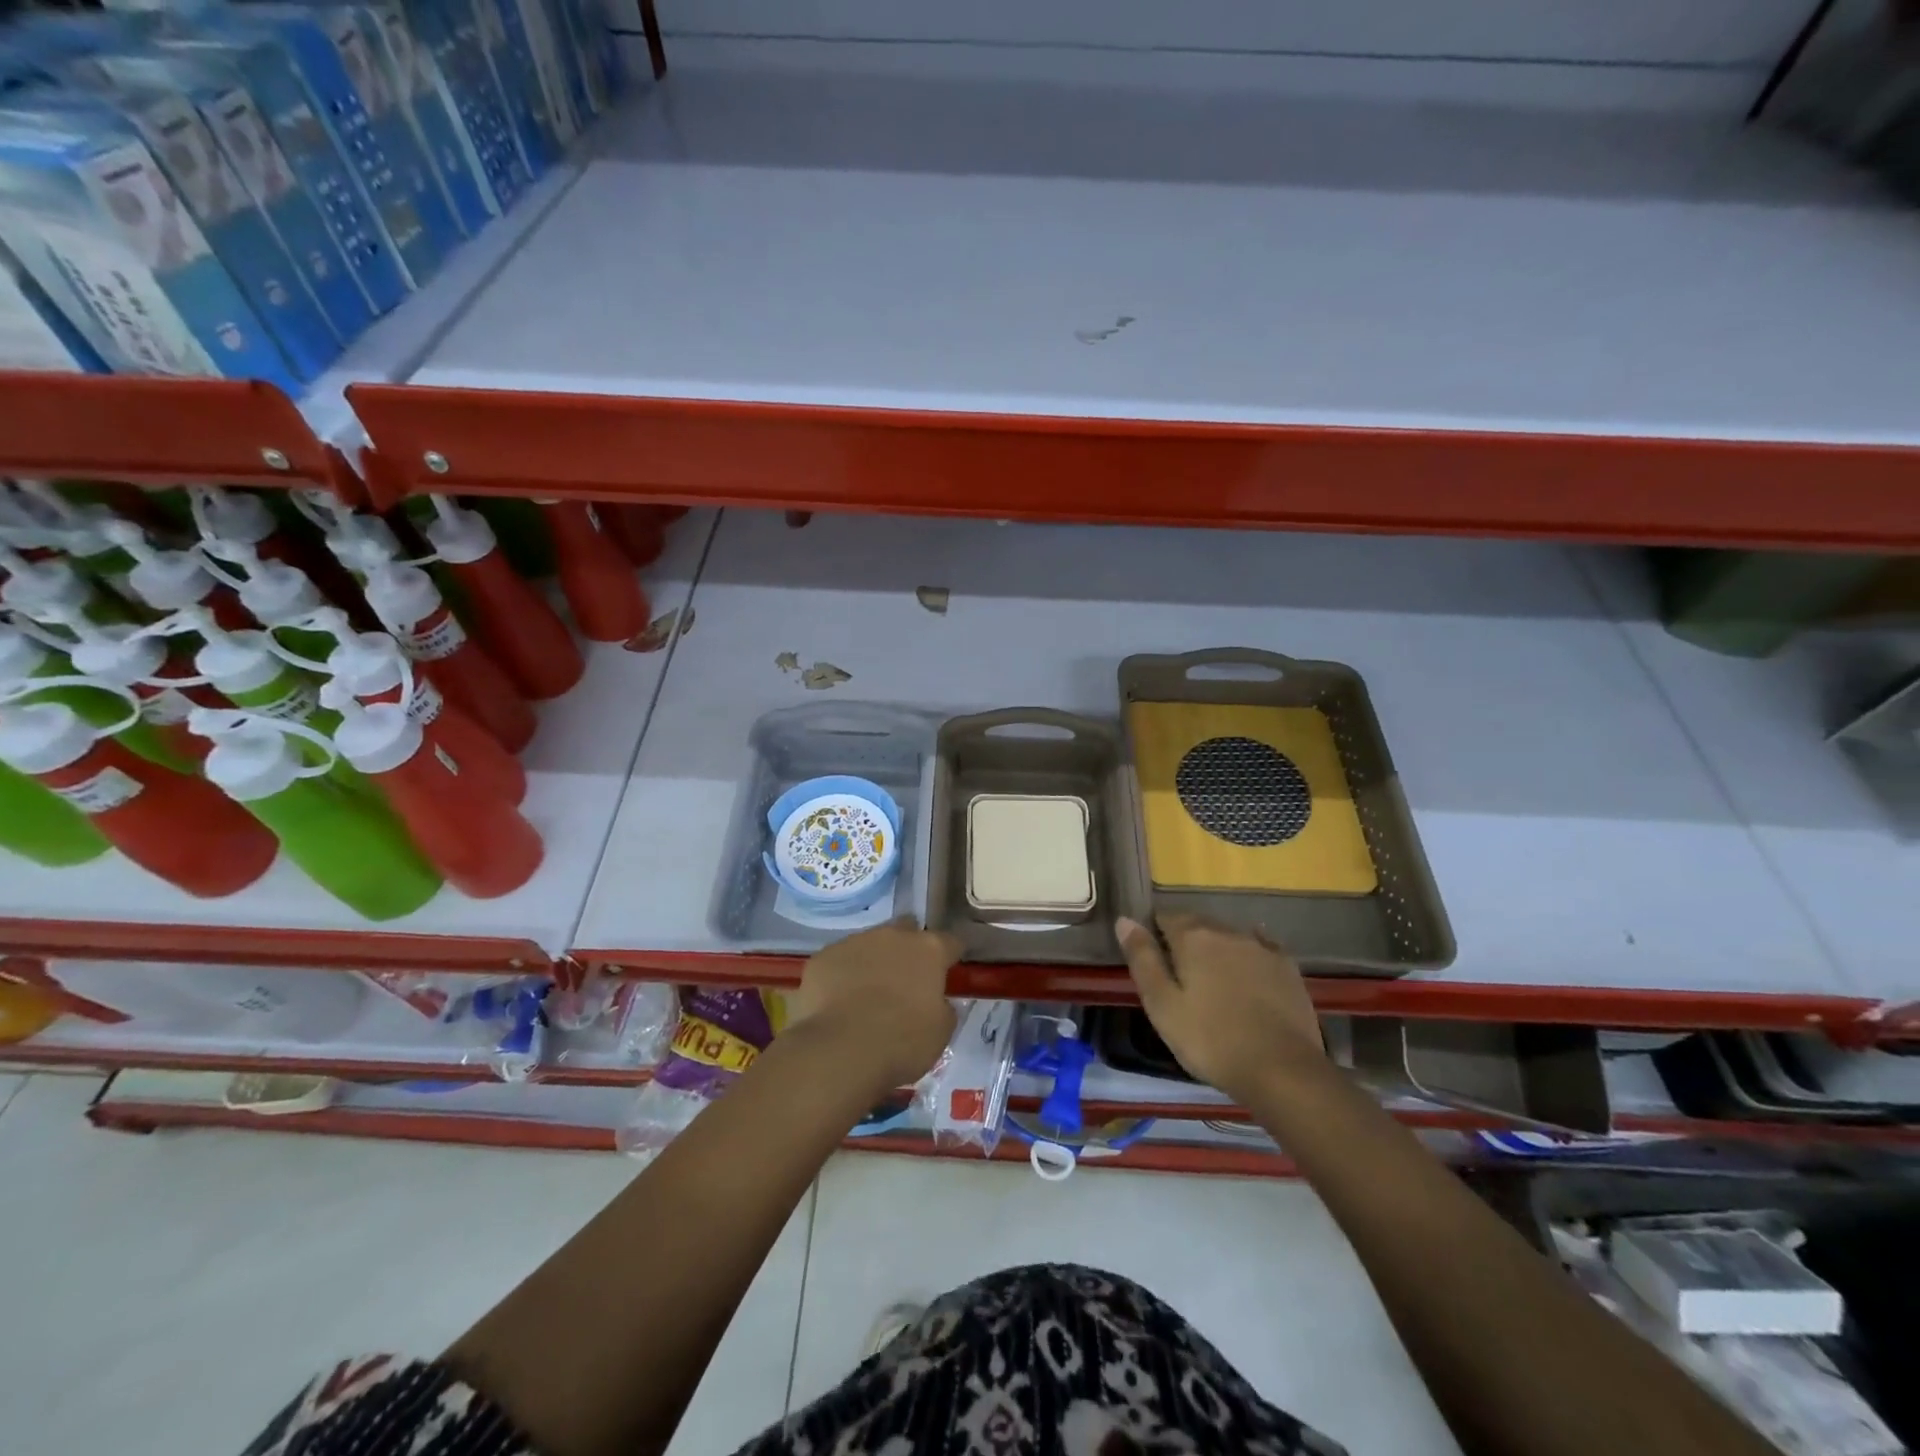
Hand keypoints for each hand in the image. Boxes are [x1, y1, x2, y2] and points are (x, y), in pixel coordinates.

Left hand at [786, 917, 961, 1088]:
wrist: (840, 1051)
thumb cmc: (901, 1042)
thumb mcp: (941, 1031)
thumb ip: (942, 1006)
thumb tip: (935, 1000)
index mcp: (928, 950)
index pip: (950, 943)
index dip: (950, 957)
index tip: (948, 973)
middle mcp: (892, 935)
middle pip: (907, 930)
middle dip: (909, 949)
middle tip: (906, 980)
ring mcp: (854, 942)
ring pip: (870, 944)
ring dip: (874, 962)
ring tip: (867, 995)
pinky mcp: (823, 957)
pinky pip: (839, 961)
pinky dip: (843, 976)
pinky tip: (839, 1002)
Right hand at [1116, 914, 1323, 1100]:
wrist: (1282, 1070)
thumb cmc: (1210, 1040)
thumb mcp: (1162, 1005)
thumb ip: (1142, 959)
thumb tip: (1124, 920)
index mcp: (1193, 938)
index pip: (1165, 917)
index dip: (1154, 932)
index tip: (1150, 956)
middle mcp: (1227, 932)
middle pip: (1198, 924)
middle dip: (1185, 938)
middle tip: (1178, 971)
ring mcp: (1261, 948)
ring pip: (1229, 935)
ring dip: (1216, 946)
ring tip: (1211, 976)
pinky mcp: (1287, 967)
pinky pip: (1261, 946)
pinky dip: (1248, 952)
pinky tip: (1248, 964)